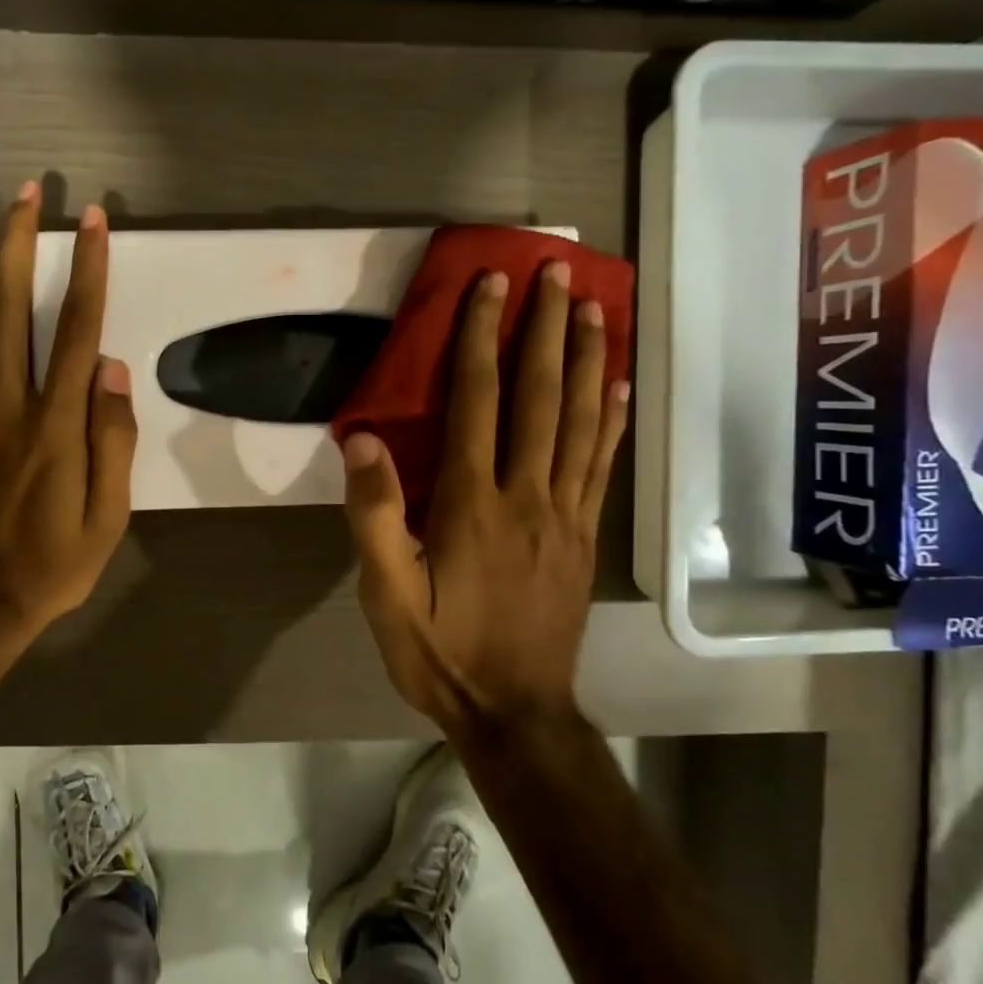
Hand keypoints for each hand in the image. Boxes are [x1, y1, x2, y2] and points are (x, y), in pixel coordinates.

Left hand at [0, 181, 136, 652]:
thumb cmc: (54, 563)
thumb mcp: (107, 516)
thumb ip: (113, 439)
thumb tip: (113, 370)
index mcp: (53, 428)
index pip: (76, 332)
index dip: (87, 272)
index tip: (92, 223)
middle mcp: (7, 406)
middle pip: (11, 308)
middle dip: (20, 244)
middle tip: (28, 194)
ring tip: (8, 226)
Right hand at [343, 262, 628, 730]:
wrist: (515, 712)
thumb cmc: (441, 652)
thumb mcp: (387, 595)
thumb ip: (376, 516)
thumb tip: (362, 440)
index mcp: (472, 504)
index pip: (478, 402)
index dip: (480, 339)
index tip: (490, 286)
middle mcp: (527, 495)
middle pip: (540, 397)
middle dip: (546, 329)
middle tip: (557, 272)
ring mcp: (565, 514)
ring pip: (581, 420)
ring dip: (588, 358)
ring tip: (595, 307)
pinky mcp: (585, 535)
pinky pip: (602, 463)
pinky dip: (612, 417)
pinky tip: (620, 384)